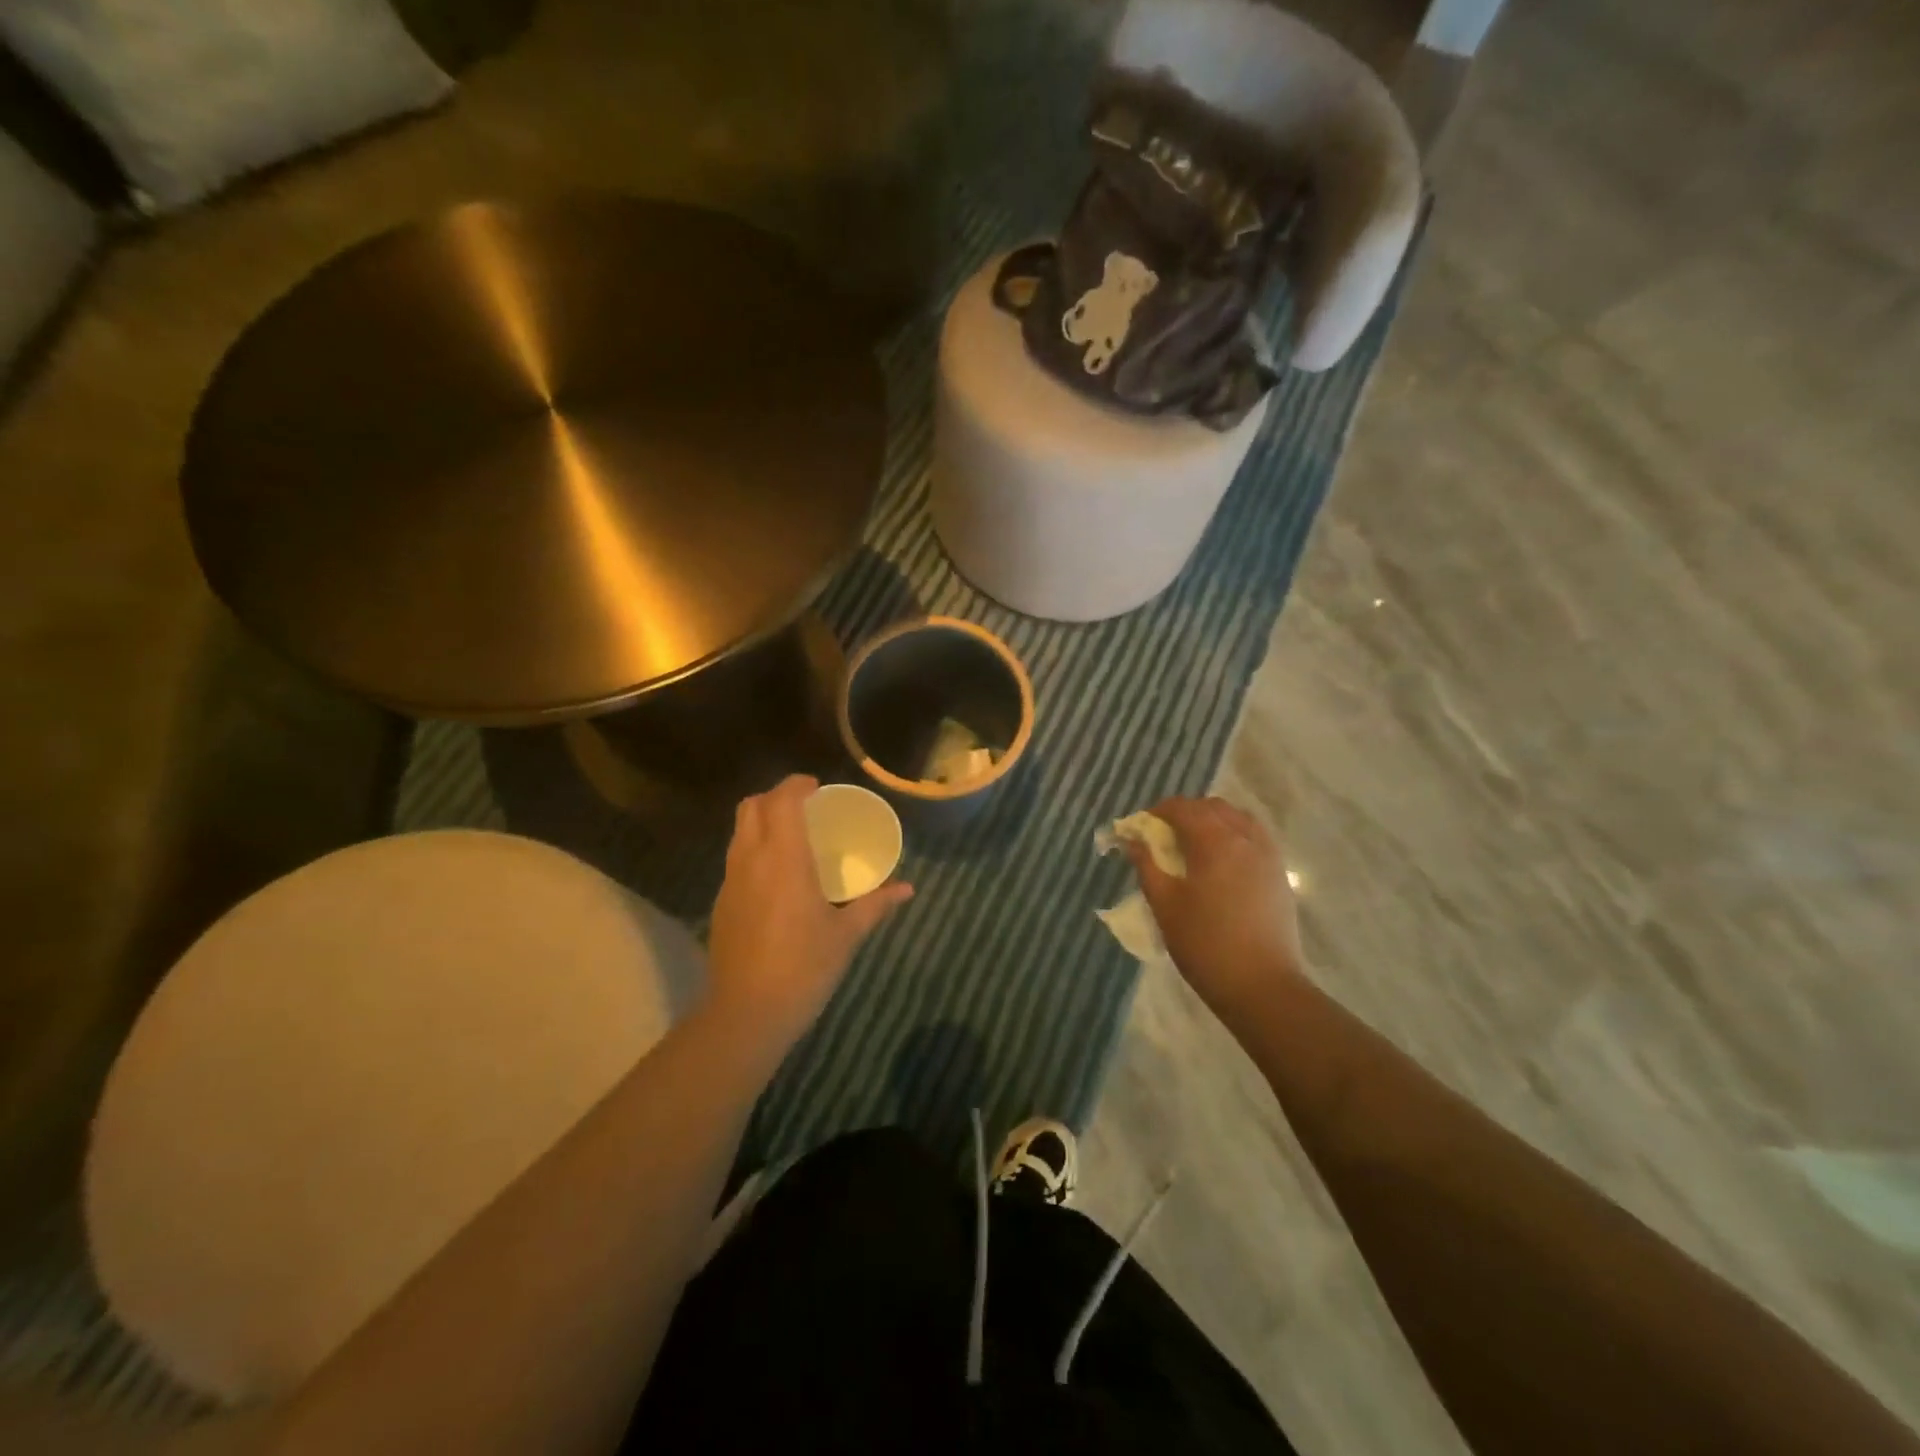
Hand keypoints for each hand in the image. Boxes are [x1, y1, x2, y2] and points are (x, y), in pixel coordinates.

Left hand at [706, 775, 912, 1045]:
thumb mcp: (845, 935)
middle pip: (751, 806)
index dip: (797, 785)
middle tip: (805, 806)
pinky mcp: (721, 903)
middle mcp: (751, 860)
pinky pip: (736, 859)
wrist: (747, 1014)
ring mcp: (730, 881)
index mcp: (784, 859)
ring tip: (792, 836)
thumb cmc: (803, 968)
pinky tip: (776, 876)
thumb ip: (875, 905)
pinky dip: (754, 849)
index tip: (817, 787)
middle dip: (775, 796)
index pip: (782, 801)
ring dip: (762, 820)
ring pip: (739, 831)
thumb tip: (907, 889)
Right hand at [1127, 797, 1304, 1027]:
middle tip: (1163, 837)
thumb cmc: (1205, 945)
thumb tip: (1132, 840)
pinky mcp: (1279, 874)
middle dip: (1185, 813)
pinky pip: (1254, 837)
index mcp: (1215, 842)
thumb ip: (1147, 865)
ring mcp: (1268, 855)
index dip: (1158, 812)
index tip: (1140, 828)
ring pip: (1237, 819)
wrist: (1262, 986)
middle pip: (1212, 807)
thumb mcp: (1165, 905)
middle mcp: (1245, 838)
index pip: (1183, 808)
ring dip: (1212, 821)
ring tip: (1193, 847)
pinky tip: (1221, 863)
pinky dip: (1233, 836)